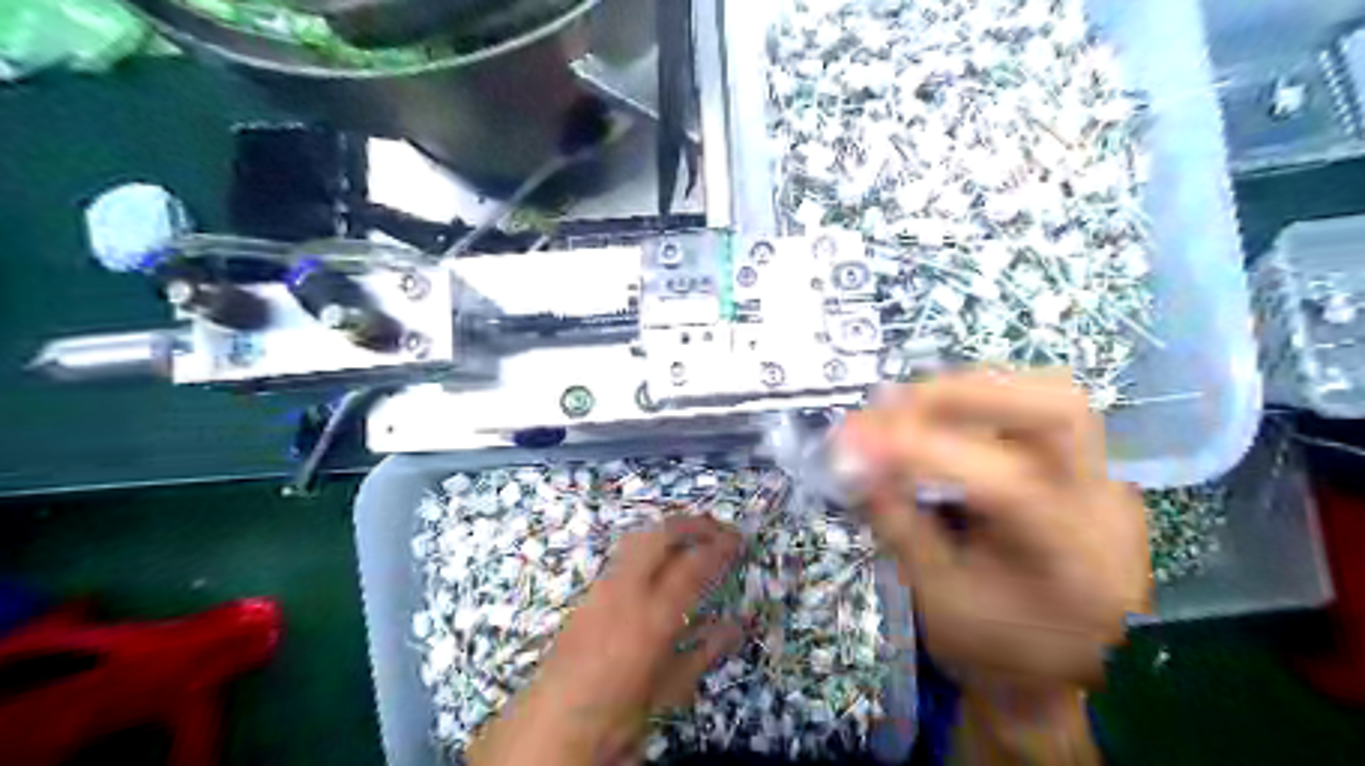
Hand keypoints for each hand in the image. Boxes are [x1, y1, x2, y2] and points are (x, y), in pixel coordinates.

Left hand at [469, 515, 745, 765]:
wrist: (553, 726)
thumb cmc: (618, 714)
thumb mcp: (670, 689)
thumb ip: (706, 651)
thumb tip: (737, 626)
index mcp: (653, 616)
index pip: (693, 565)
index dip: (719, 547)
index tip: (737, 541)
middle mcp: (626, 590)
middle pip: (661, 535)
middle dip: (692, 525)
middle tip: (717, 529)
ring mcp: (602, 587)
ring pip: (638, 539)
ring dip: (668, 531)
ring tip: (691, 537)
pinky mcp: (587, 593)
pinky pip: (622, 556)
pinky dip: (647, 547)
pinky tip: (657, 563)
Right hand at [845, 371, 1149, 692]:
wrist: (1064, 674)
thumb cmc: (997, 650)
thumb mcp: (938, 599)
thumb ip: (898, 524)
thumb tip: (852, 461)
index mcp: (1071, 561)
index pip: (1004, 484)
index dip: (923, 453)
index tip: (852, 442)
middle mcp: (1103, 505)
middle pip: (1055, 408)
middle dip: (960, 395)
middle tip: (888, 405)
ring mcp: (1103, 479)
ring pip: (1047, 395)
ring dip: (966, 391)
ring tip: (904, 407)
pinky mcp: (1086, 469)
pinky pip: (1033, 412)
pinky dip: (976, 404)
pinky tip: (935, 420)